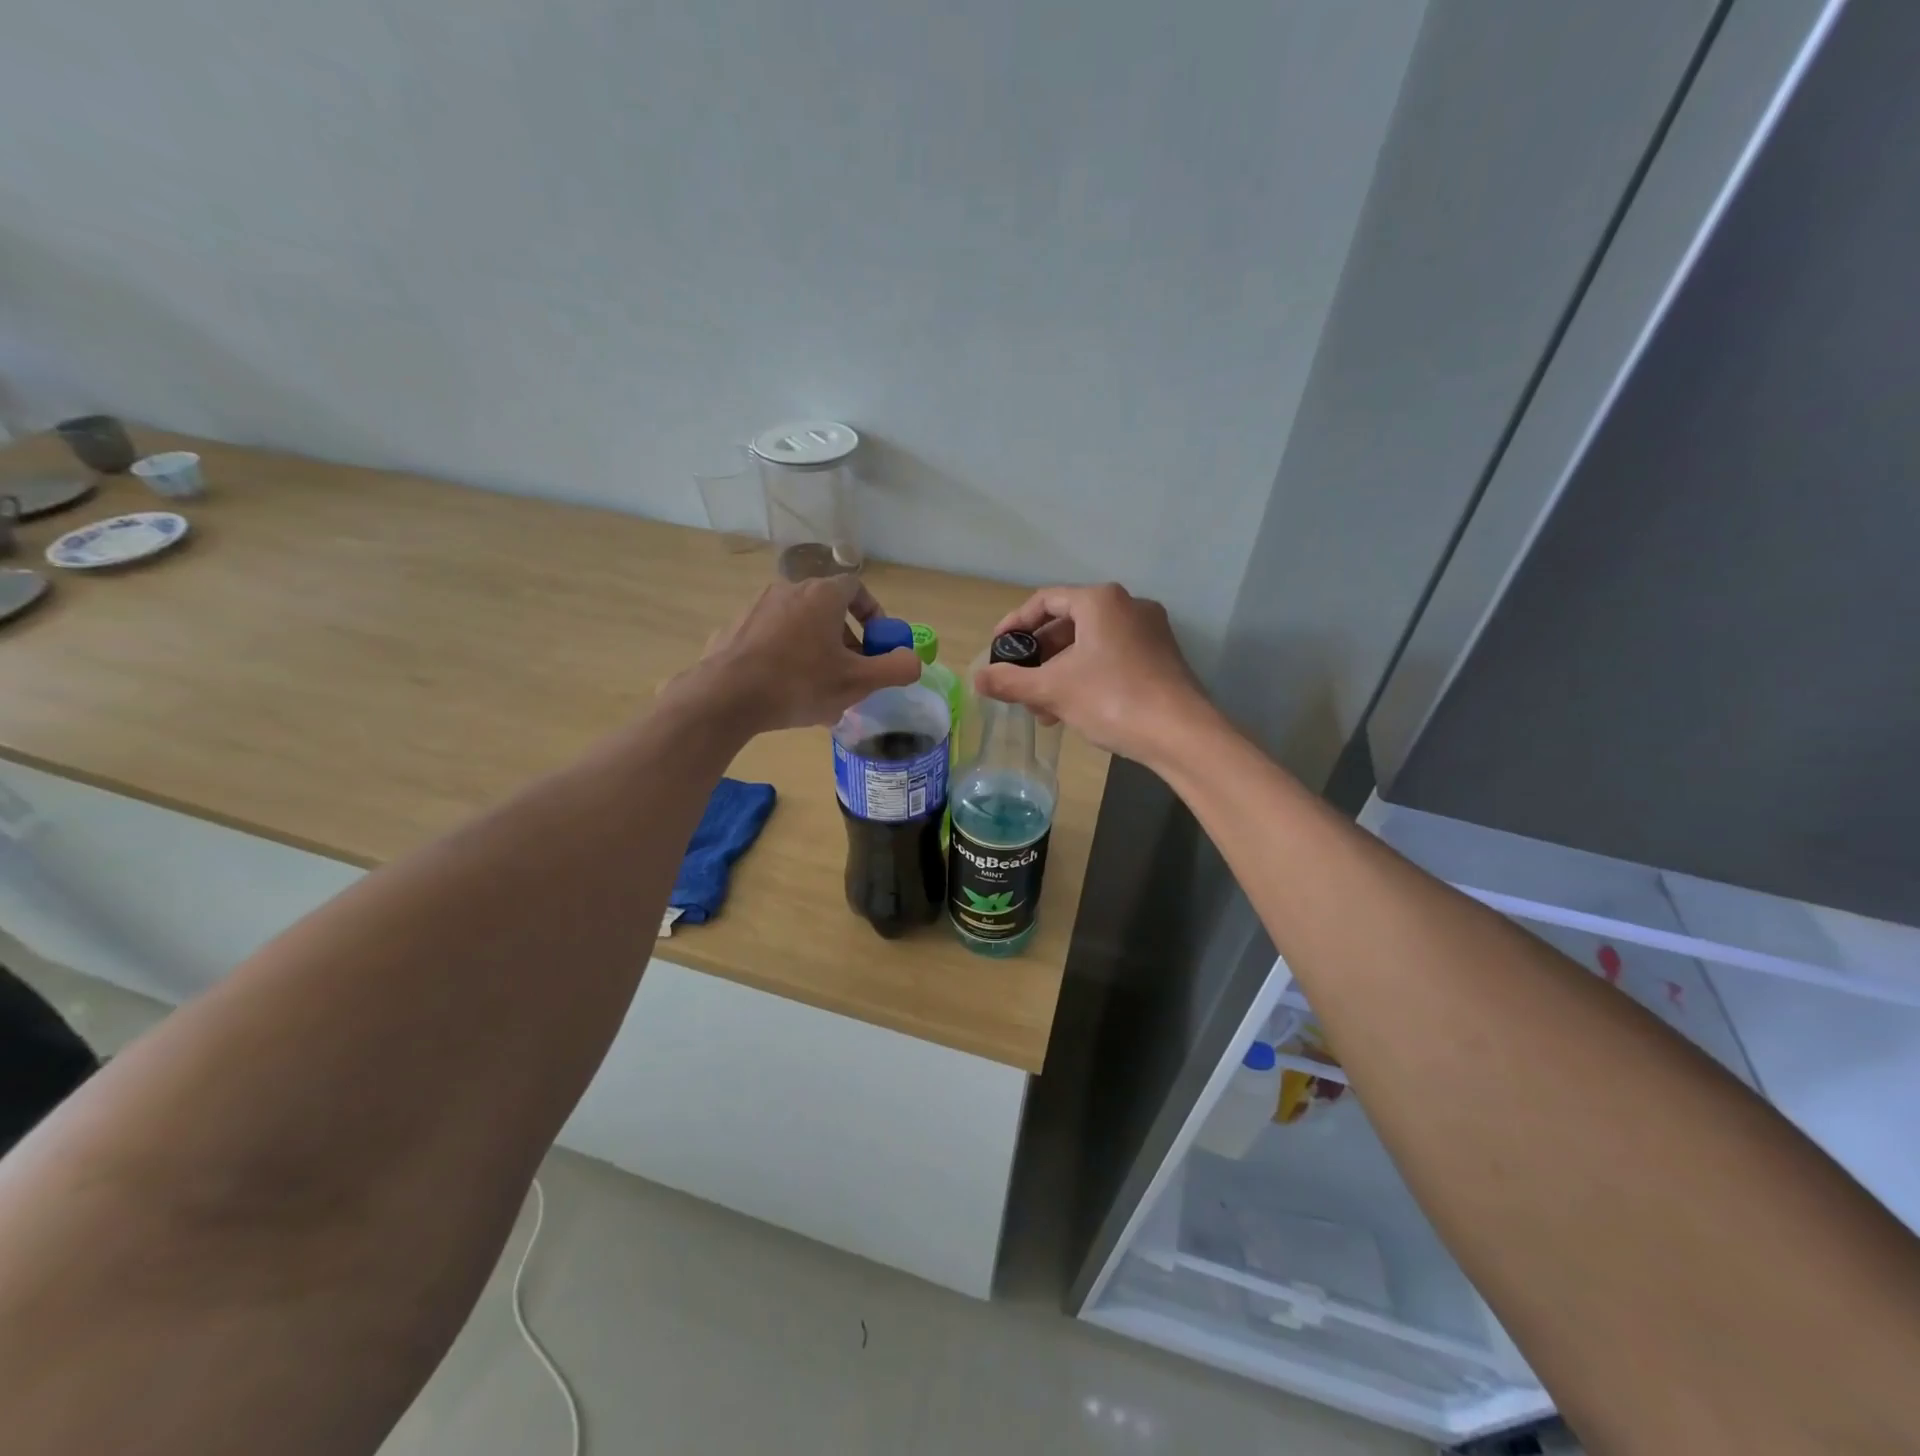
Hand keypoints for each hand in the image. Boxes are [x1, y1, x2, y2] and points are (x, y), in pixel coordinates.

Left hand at [685, 574, 920, 732]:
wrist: (726, 697)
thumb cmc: (799, 683)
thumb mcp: (858, 682)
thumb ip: (895, 669)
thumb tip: (914, 661)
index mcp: (821, 595)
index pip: (856, 587)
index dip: (873, 614)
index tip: (876, 644)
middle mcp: (788, 590)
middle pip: (827, 607)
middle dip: (846, 638)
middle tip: (851, 670)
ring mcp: (756, 607)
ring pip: (799, 624)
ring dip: (816, 648)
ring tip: (819, 686)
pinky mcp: (734, 629)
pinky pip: (771, 638)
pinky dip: (786, 655)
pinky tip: (784, 689)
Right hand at [974, 583, 1210, 764]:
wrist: (1181, 734)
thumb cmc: (1112, 699)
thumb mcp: (1053, 690)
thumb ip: (1010, 681)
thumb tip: (976, 678)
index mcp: (1100, 600)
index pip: (1045, 600)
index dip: (1015, 624)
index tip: (997, 649)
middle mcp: (1128, 606)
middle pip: (1068, 624)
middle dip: (1039, 657)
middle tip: (1018, 684)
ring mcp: (1149, 632)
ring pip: (1089, 645)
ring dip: (1060, 673)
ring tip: (1042, 709)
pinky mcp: (1161, 657)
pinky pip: (1111, 658)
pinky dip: (1086, 677)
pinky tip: (1072, 711)